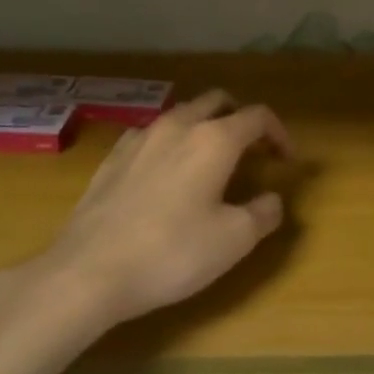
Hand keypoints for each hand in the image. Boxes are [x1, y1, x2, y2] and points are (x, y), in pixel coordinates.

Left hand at [0, 90, 292, 328]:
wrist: (87, 272)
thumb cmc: (171, 253)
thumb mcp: (233, 242)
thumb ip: (263, 214)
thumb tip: (273, 200)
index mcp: (215, 139)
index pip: (258, 116)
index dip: (279, 133)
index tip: (286, 159)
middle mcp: (179, 126)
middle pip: (218, 100)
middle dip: (240, 117)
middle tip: (250, 149)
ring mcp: (141, 137)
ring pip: (182, 113)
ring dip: (203, 125)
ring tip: (208, 159)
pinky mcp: (112, 156)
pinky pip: (151, 134)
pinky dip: (169, 142)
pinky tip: (164, 172)